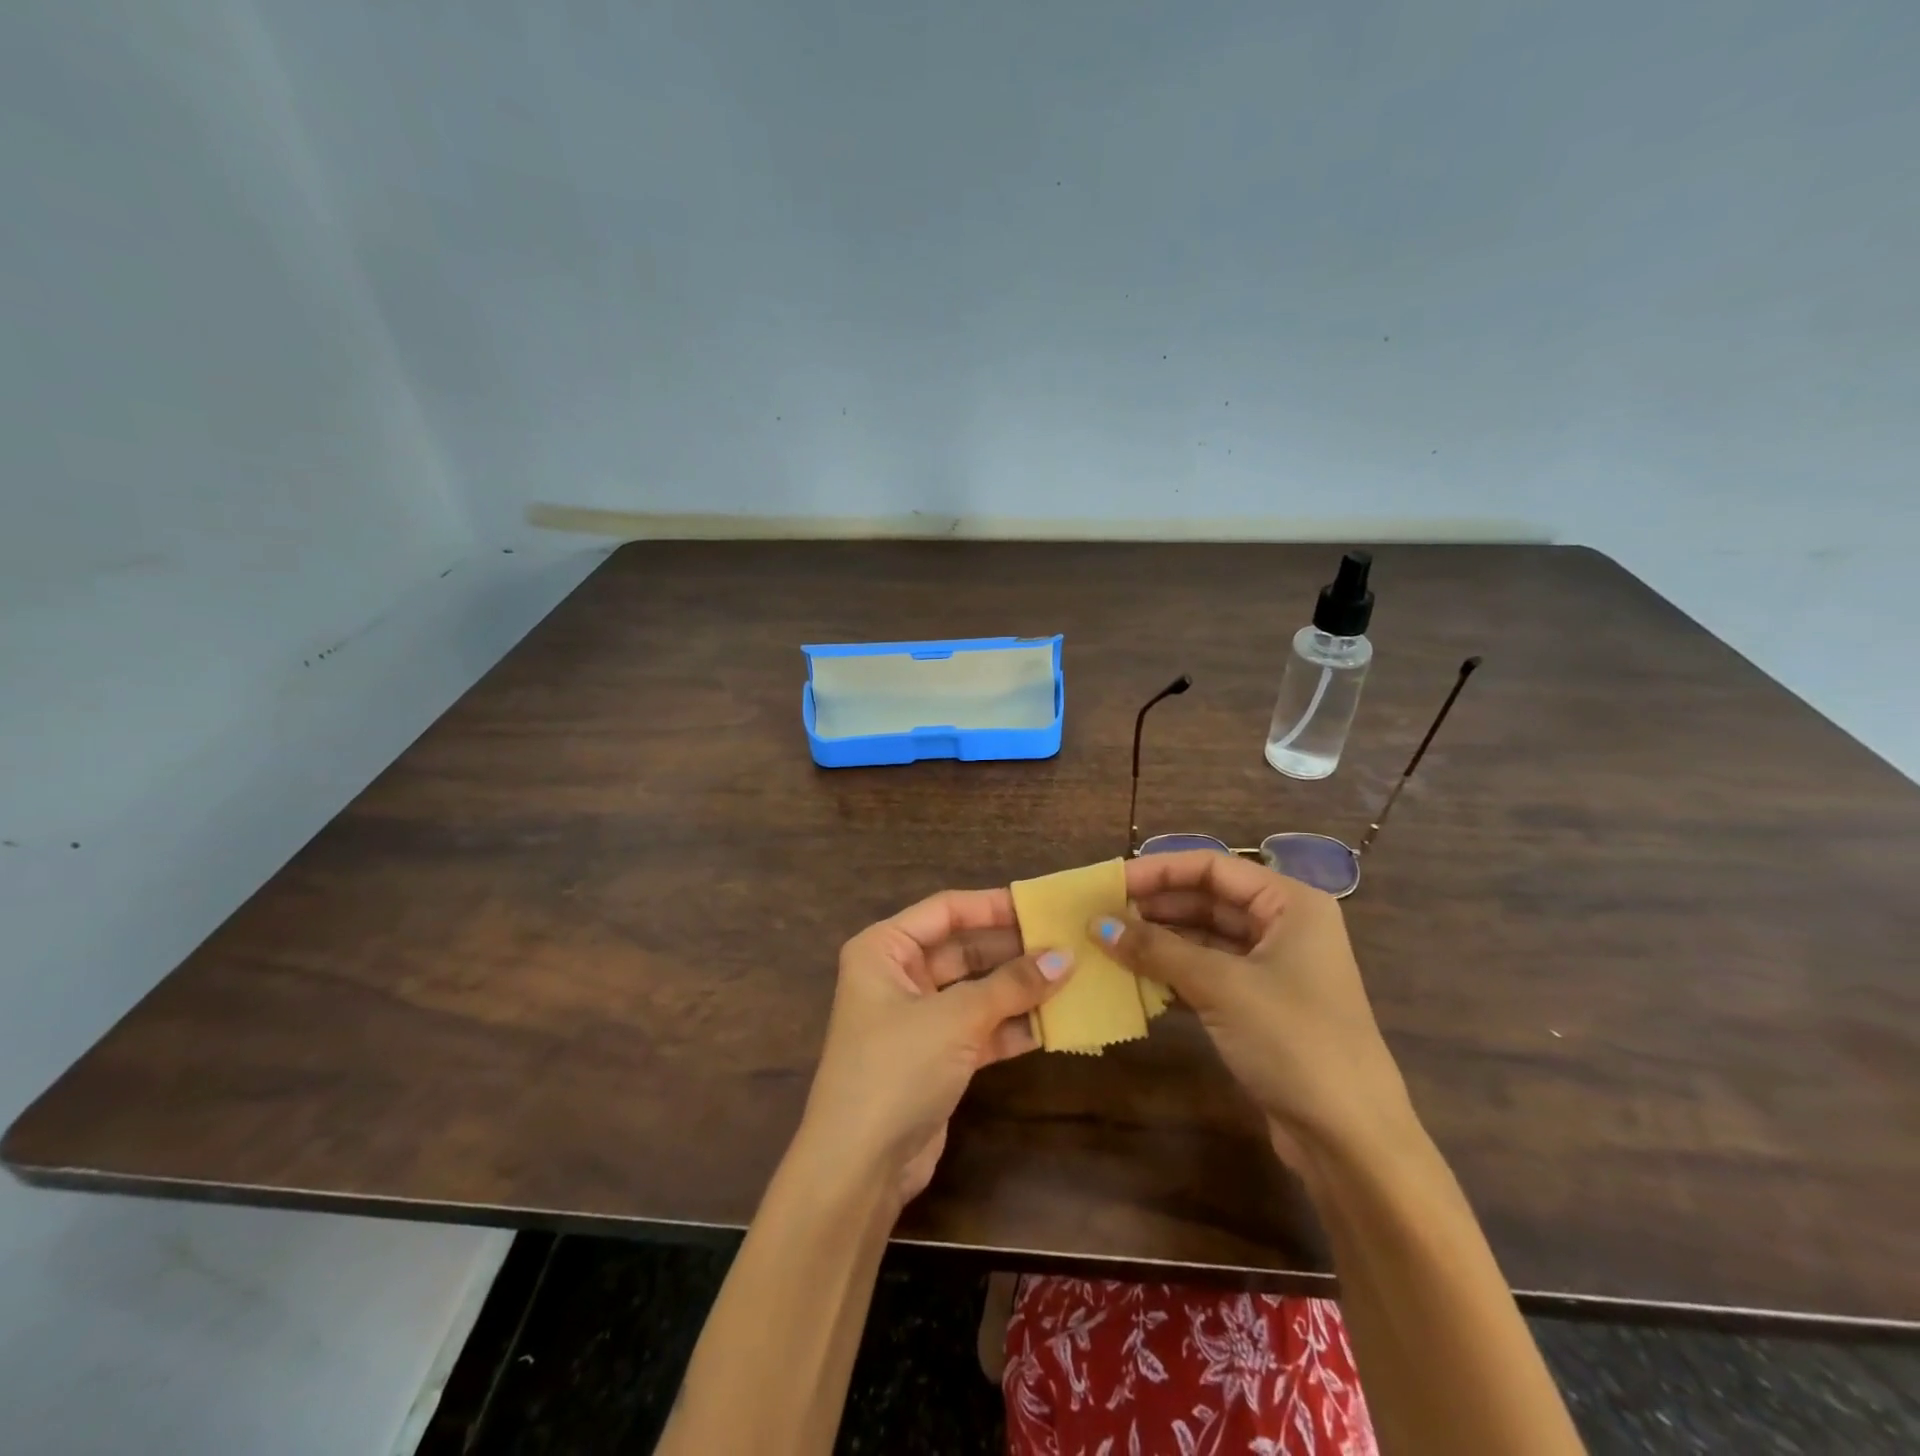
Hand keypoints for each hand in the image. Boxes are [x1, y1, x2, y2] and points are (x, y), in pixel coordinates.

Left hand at [797, 888, 1075, 1204]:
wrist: (859, 1168)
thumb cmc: (896, 1068)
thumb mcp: (955, 1019)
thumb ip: (1011, 985)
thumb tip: (1065, 958)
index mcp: (884, 949)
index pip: (946, 910)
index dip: (993, 905)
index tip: (1042, 906)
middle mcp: (898, 975)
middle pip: (964, 949)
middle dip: (1012, 949)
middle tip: (1066, 943)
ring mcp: (917, 1018)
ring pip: (976, 990)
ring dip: (1018, 988)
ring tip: (1071, 978)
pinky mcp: (936, 1056)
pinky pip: (980, 1027)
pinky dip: (1012, 1025)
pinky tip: (1054, 1022)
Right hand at [1098, 850, 1415, 1167]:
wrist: (1350, 1140)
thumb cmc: (1293, 1041)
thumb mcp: (1221, 986)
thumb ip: (1156, 949)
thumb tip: (1097, 924)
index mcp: (1290, 903)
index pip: (1212, 867)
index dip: (1159, 870)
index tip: (1110, 881)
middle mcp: (1284, 926)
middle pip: (1208, 899)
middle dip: (1155, 905)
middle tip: (1101, 914)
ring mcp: (1273, 968)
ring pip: (1205, 937)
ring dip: (1159, 940)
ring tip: (1108, 942)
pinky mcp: (1260, 1005)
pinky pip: (1208, 972)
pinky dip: (1173, 971)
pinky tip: (1135, 976)